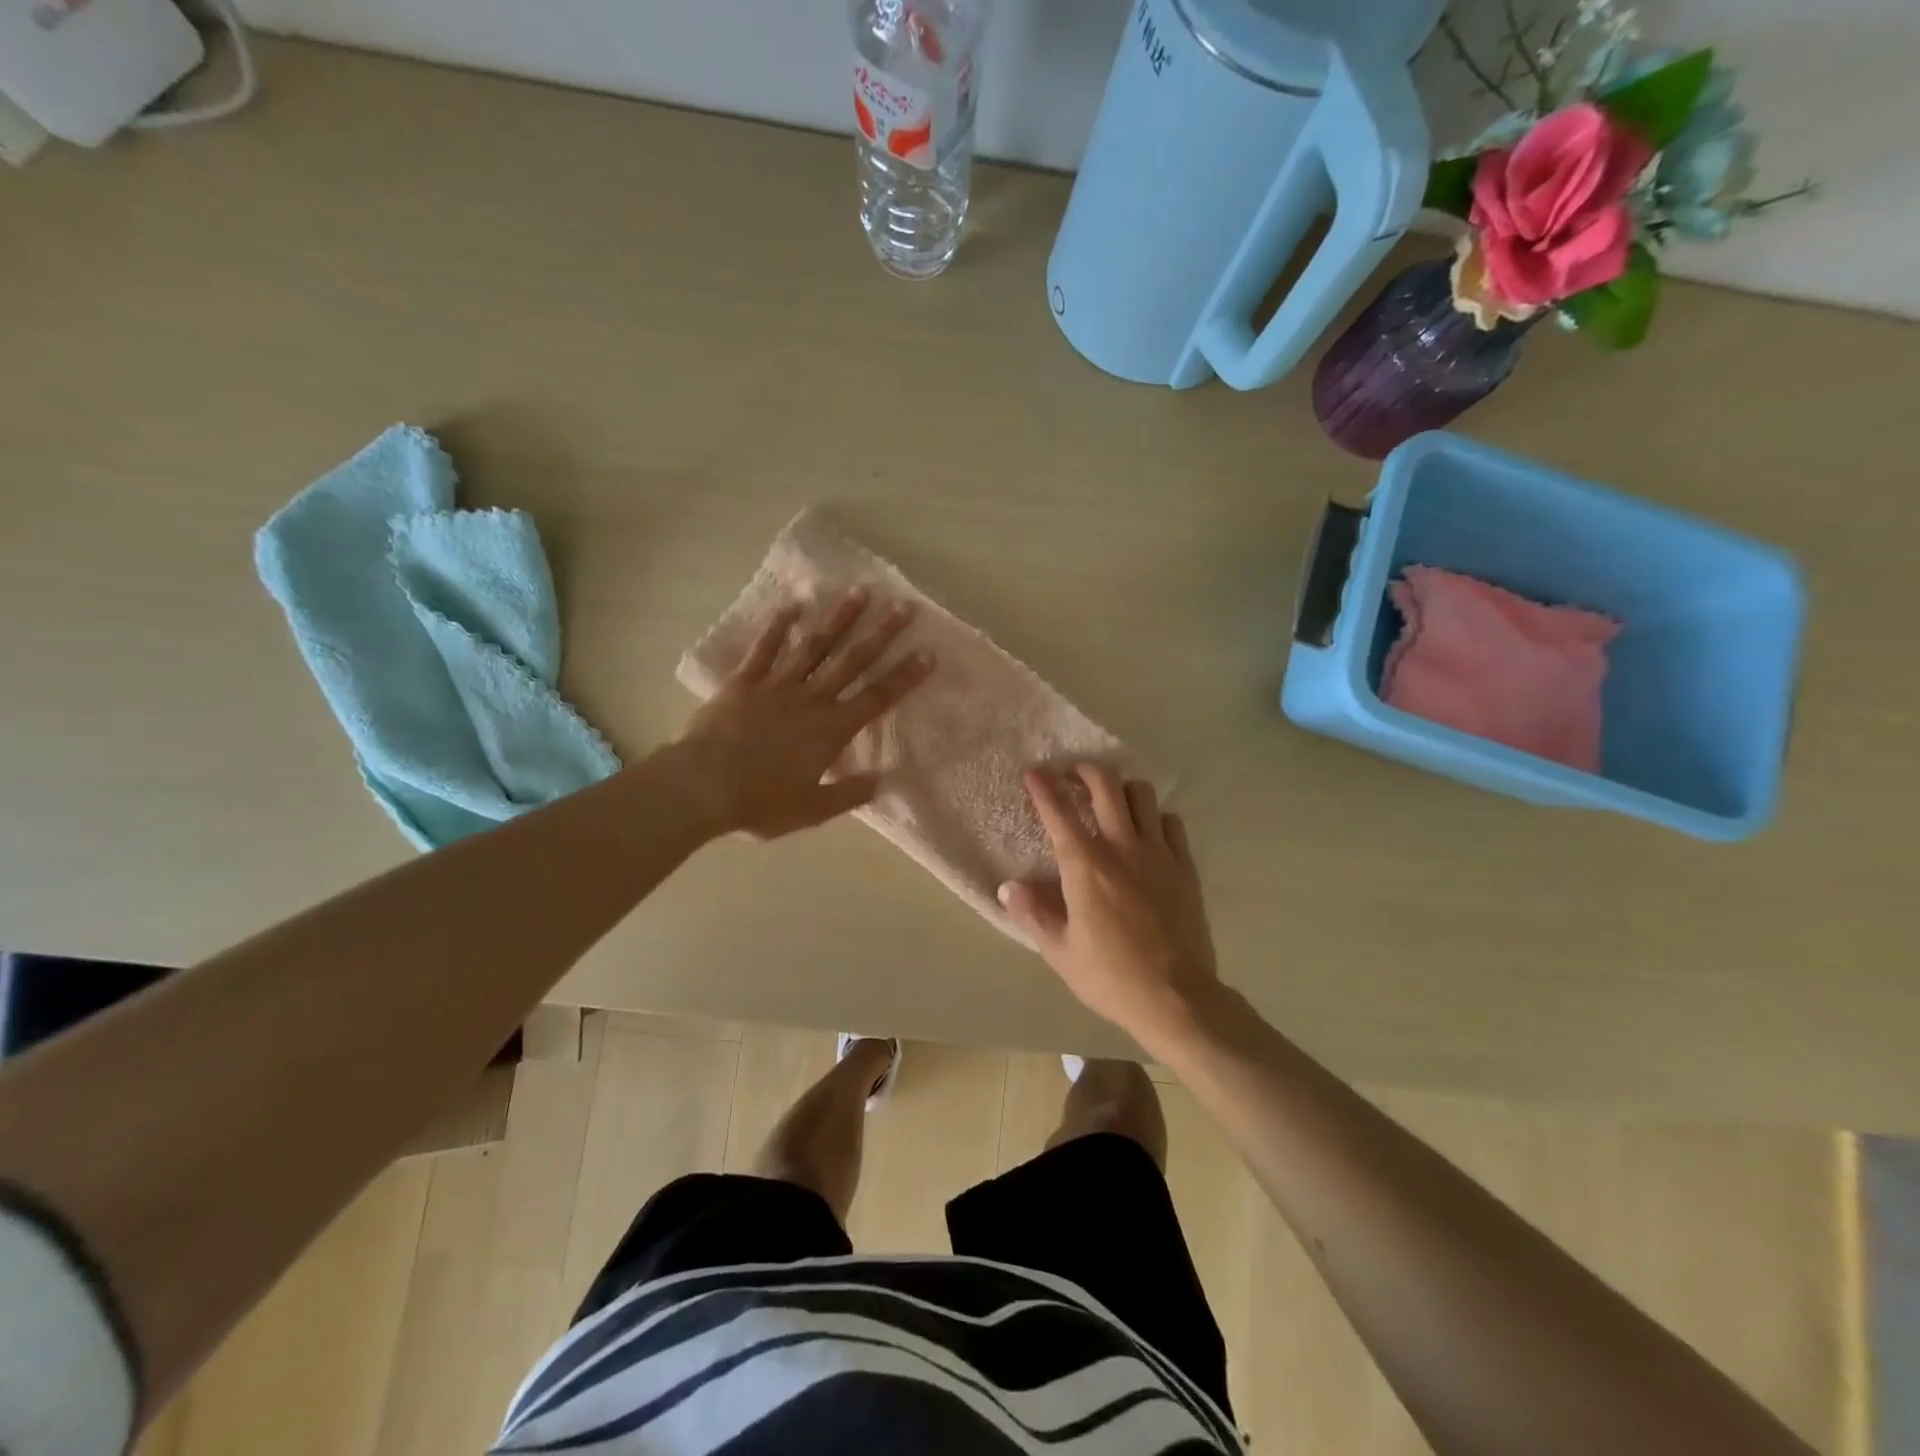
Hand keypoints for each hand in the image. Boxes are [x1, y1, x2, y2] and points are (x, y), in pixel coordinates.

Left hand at [672, 587, 932, 839]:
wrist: (702, 787)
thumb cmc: (759, 802)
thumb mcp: (811, 810)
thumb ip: (848, 794)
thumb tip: (882, 780)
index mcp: (830, 731)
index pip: (876, 699)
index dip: (904, 676)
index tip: (927, 653)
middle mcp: (810, 700)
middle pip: (851, 662)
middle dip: (880, 634)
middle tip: (903, 607)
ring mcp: (776, 686)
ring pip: (814, 647)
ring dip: (838, 620)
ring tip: (858, 593)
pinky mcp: (743, 682)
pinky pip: (763, 650)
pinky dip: (777, 628)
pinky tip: (791, 606)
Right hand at [999, 764, 1220, 1050]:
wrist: (1177, 998)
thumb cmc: (1111, 977)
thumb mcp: (1060, 952)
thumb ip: (1033, 914)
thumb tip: (1008, 887)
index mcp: (1086, 867)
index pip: (1059, 812)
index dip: (1043, 786)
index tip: (1033, 772)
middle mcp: (1122, 847)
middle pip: (1106, 785)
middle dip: (1085, 770)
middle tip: (1072, 776)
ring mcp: (1158, 853)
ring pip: (1142, 794)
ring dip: (1121, 789)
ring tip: (1110, 801)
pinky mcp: (1184, 866)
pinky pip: (1170, 821)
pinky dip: (1154, 816)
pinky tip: (1146, 832)